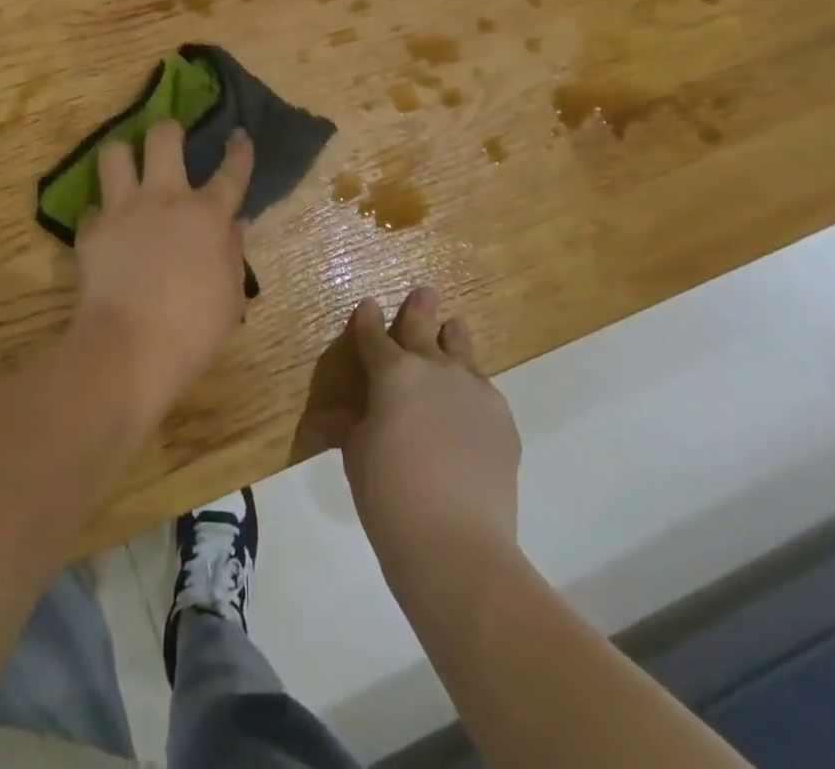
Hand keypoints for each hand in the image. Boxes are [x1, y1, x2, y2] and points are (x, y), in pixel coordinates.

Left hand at [70, 119, 253, 424]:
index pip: (231, 172)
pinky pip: (91, 208)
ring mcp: (123, 211)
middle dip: (168, 129)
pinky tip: (104, 225)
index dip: (238, 151)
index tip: (238, 135)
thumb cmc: (193, 329)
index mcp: (207, 216)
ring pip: (115, 154)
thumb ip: (233, 254)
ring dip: (122, 154)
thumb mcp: (231, 297)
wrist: (129, 349)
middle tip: (169, 135)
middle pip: (164, 139)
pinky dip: (99, 214)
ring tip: (125, 163)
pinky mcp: (91, 230)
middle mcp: (165, 199)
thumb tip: (234, 226)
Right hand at [312, 289, 520, 565]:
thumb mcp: (356, 454)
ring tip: (453, 328)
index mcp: (392, 372)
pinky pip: (483, 390)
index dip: (367, 320)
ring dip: (452, 338)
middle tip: (424, 292)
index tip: (367, 306)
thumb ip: (349, 424)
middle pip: (424, 329)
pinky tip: (469, 402)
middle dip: (419, 310)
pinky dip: (471, 388)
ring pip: (461, 350)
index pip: (374, 336)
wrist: (455, 542)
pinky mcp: (502, 418)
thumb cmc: (388, 493)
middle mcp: (434, 368)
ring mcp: (473, 390)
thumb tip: (332, 417)